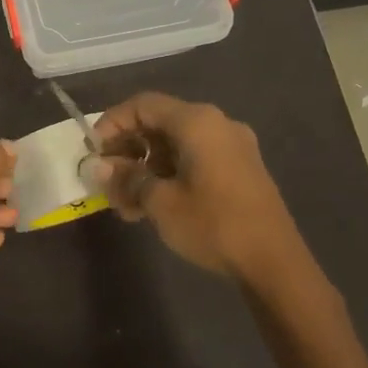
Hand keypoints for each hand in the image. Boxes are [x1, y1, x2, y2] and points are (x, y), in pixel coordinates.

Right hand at [89, 93, 299, 277]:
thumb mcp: (160, 202)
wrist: (274, 262)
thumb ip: (127, 178)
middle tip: (106, 181)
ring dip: (146, 169)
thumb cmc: (213, 224)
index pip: (143, 105)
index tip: (93, 150)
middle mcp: (217, 124)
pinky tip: (153, 207)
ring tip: (126, 205)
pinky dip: (169, 175)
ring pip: (175, 146)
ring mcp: (232, 146)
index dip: (112, 123)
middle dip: (127, 152)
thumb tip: (99, 166)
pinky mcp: (241, 169)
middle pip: (159, 124)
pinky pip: (194, 159)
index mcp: (197, 122)